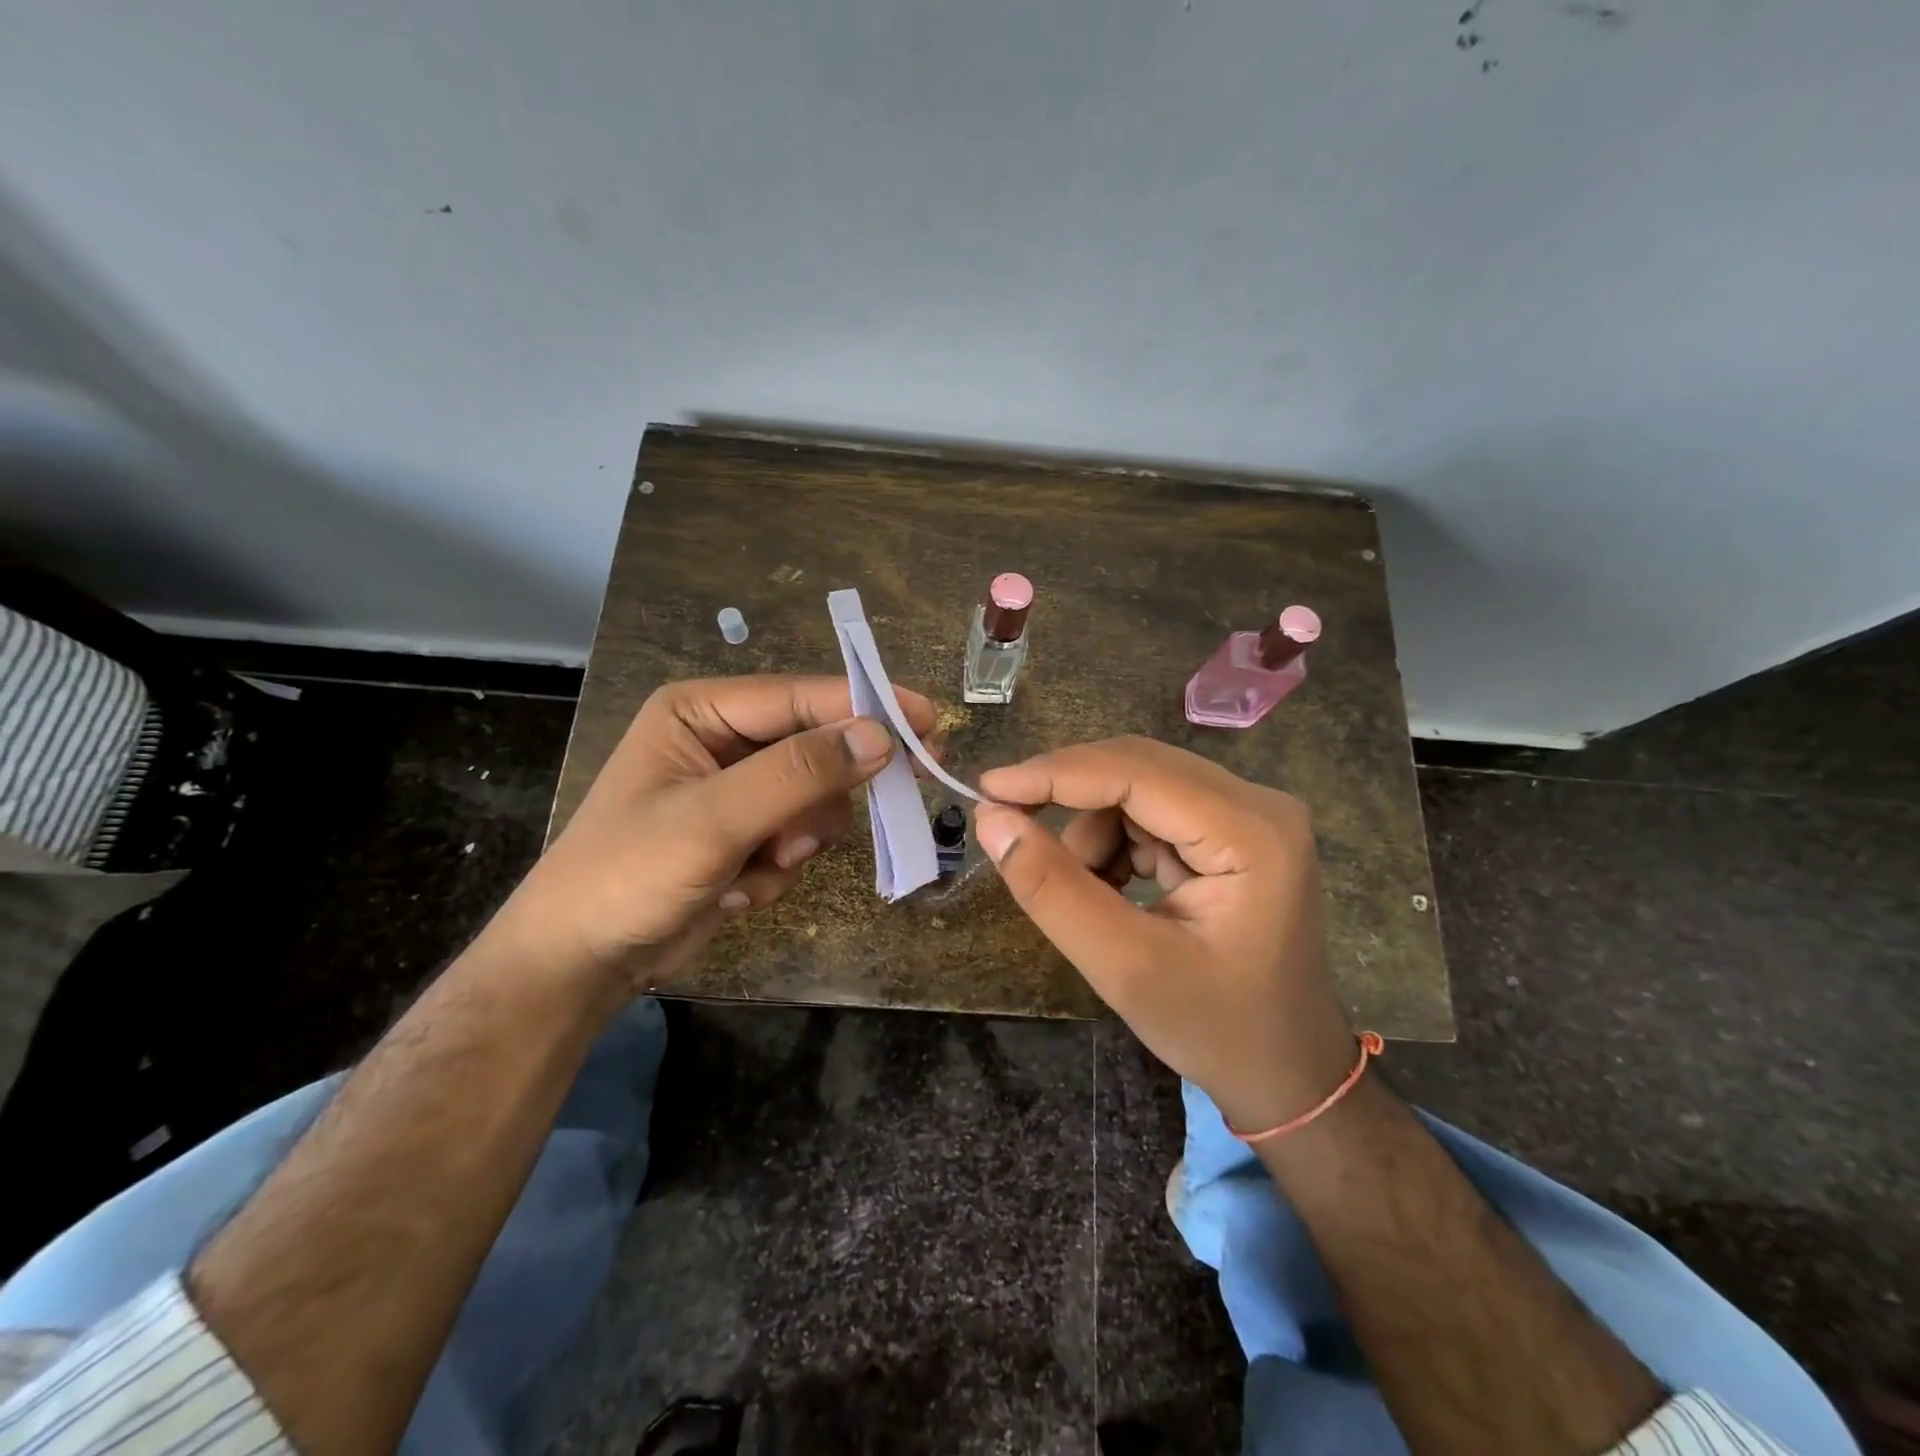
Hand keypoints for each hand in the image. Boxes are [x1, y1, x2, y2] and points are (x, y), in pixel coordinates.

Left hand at [498, 675, 932, 995]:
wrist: (582, 961)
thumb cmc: (630, 874)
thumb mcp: (715, 819)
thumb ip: (799, 773)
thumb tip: (881, 735)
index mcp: (702, 711)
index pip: (800, 696)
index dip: (866, 706)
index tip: (928, 722)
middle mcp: (723, 740)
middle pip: (816, 747)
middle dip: (821, 795)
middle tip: (865, 808)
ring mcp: (739, 790)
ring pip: (816, 799)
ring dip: (798, 839)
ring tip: (761, 865)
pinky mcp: (748, 833)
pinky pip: (800, 837)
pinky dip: (781, 866)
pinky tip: (740, 887)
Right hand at [973, 737, 1354, 1131]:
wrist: (1286, 1072)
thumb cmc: (1215, 1031)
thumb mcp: (1124, 967)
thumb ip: (1053, 890)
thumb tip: (992, 820)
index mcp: (1252, 833)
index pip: (1136, 772)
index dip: (1054, 774)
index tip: (988, 788)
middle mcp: (1258, 804)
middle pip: (1138, 768)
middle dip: (1069, 800)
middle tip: (1009, 828)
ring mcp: (1249, 814)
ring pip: (1137, 788)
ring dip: (1093, 833)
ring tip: (1088, 896)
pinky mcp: (1234, 829)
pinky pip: (1151, 810)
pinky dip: (1114, 844)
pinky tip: (1113, 891)